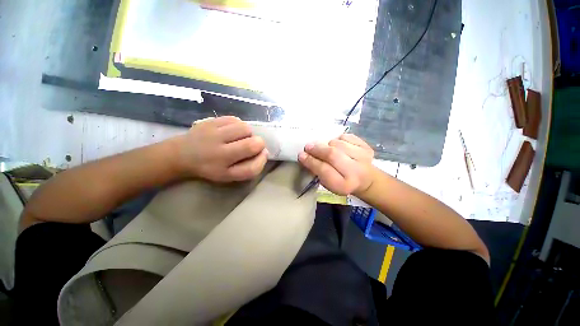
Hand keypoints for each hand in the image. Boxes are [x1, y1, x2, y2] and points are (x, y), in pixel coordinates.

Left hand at [172, 116, 267, 181]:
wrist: (182, 154)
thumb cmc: (211, 167)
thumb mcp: (229, 175)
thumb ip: (248, 167)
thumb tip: (264, 151)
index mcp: (224, 171)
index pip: (252, 168)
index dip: (262, 160)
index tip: (262, 155)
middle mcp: (219, 154)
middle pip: (252, 145)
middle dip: (259, 144)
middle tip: (252, 144)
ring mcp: (213, 135)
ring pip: (246, 129)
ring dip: (249, 133)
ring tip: (241, 137)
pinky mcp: (210, 122)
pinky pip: (235, 119)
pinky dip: (239, 125)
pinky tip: (233, 130)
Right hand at [298, 134, 374, 195]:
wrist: (366, 180)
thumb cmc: (342, 182)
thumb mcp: (328, 183)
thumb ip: (317, 171)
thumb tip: (305, 155)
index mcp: (343, 185)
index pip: (324, 170)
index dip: (311, 161)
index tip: (301, 155)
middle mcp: (355, 171)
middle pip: (332, 154)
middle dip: (317, 149)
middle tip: (308, 146)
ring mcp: (363, 158)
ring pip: (338, 143)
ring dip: (327, 144)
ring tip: (324, 147)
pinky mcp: (366, 147)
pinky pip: (347, 137)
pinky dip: (339, 139)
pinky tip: (338, 145)